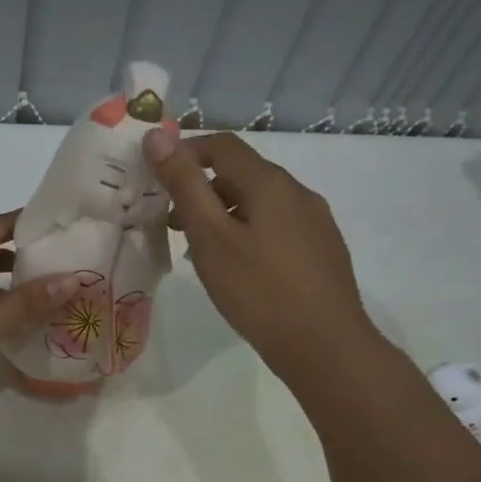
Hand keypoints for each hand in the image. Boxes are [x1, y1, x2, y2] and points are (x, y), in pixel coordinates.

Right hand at [144, 128, 371, 384]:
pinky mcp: (321, 251)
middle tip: (170, 224)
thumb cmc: (259, 291)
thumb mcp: (211, 237)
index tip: (155, 179)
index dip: (185, 153)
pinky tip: (236, 270)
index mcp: (270, 182)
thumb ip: (185, 185)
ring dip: (223, 215)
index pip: (222, 145)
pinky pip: (276, 228)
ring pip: (259, 204)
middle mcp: (298, 192)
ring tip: (197, 251)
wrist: (325, 346)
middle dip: (201, 190)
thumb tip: (158, 134)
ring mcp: (315, 222)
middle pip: (242, 175)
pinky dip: (246, 234)